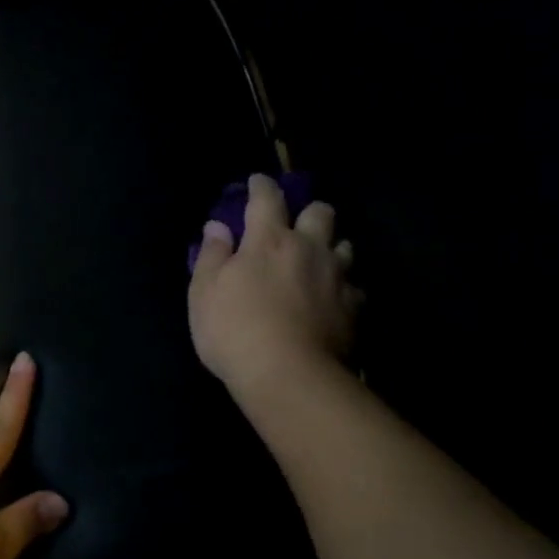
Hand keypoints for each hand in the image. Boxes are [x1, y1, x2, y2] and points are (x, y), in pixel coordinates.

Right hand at [188, 173, 360, 393]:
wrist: (289, 377)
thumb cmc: (235, 331)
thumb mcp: (204, 292)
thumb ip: (212, 255)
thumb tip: (217, 226)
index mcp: (268, 239)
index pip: (267, 198)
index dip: (261, 186)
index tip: (257, 181)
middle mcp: (308, 248)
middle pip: (321, 212)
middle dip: (310, 211)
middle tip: (298, 225)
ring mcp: (336, 277)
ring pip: (345, 246)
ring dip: (332, 247)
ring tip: (320, 261)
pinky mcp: (353, 308)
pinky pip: (354, 287)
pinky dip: (344, 287)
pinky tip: (334, 299)